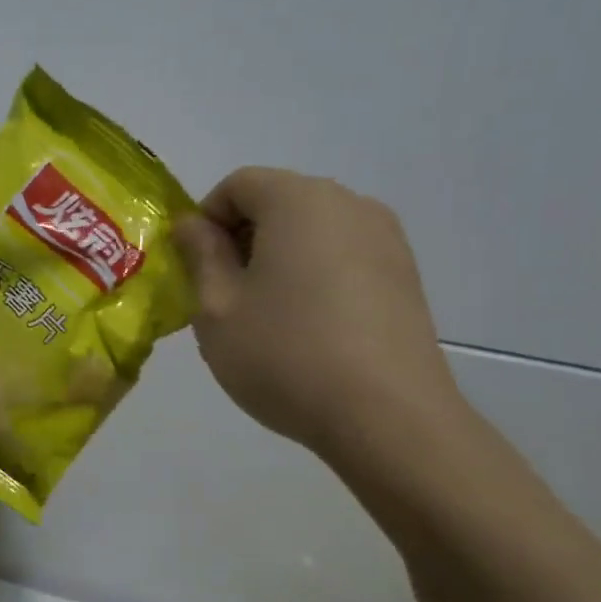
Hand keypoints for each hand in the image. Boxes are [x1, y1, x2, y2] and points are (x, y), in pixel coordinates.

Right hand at [174, 168, 461, 461]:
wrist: (388, 417)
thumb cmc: (286, 355)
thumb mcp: (216, 308)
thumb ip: (200, 255)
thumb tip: (193, 225)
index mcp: (298, 199)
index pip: (238, 184)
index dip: (206, 220)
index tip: (198, 270)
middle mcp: (348, 203)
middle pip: (278, 202)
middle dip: (243, 239)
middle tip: (226, 297)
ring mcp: (386, 238)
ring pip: (312, 231)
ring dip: (279, 259)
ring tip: (269, 317)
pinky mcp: (406, 275)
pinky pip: (344, 256)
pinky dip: (316, 276)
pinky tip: (311, 329)